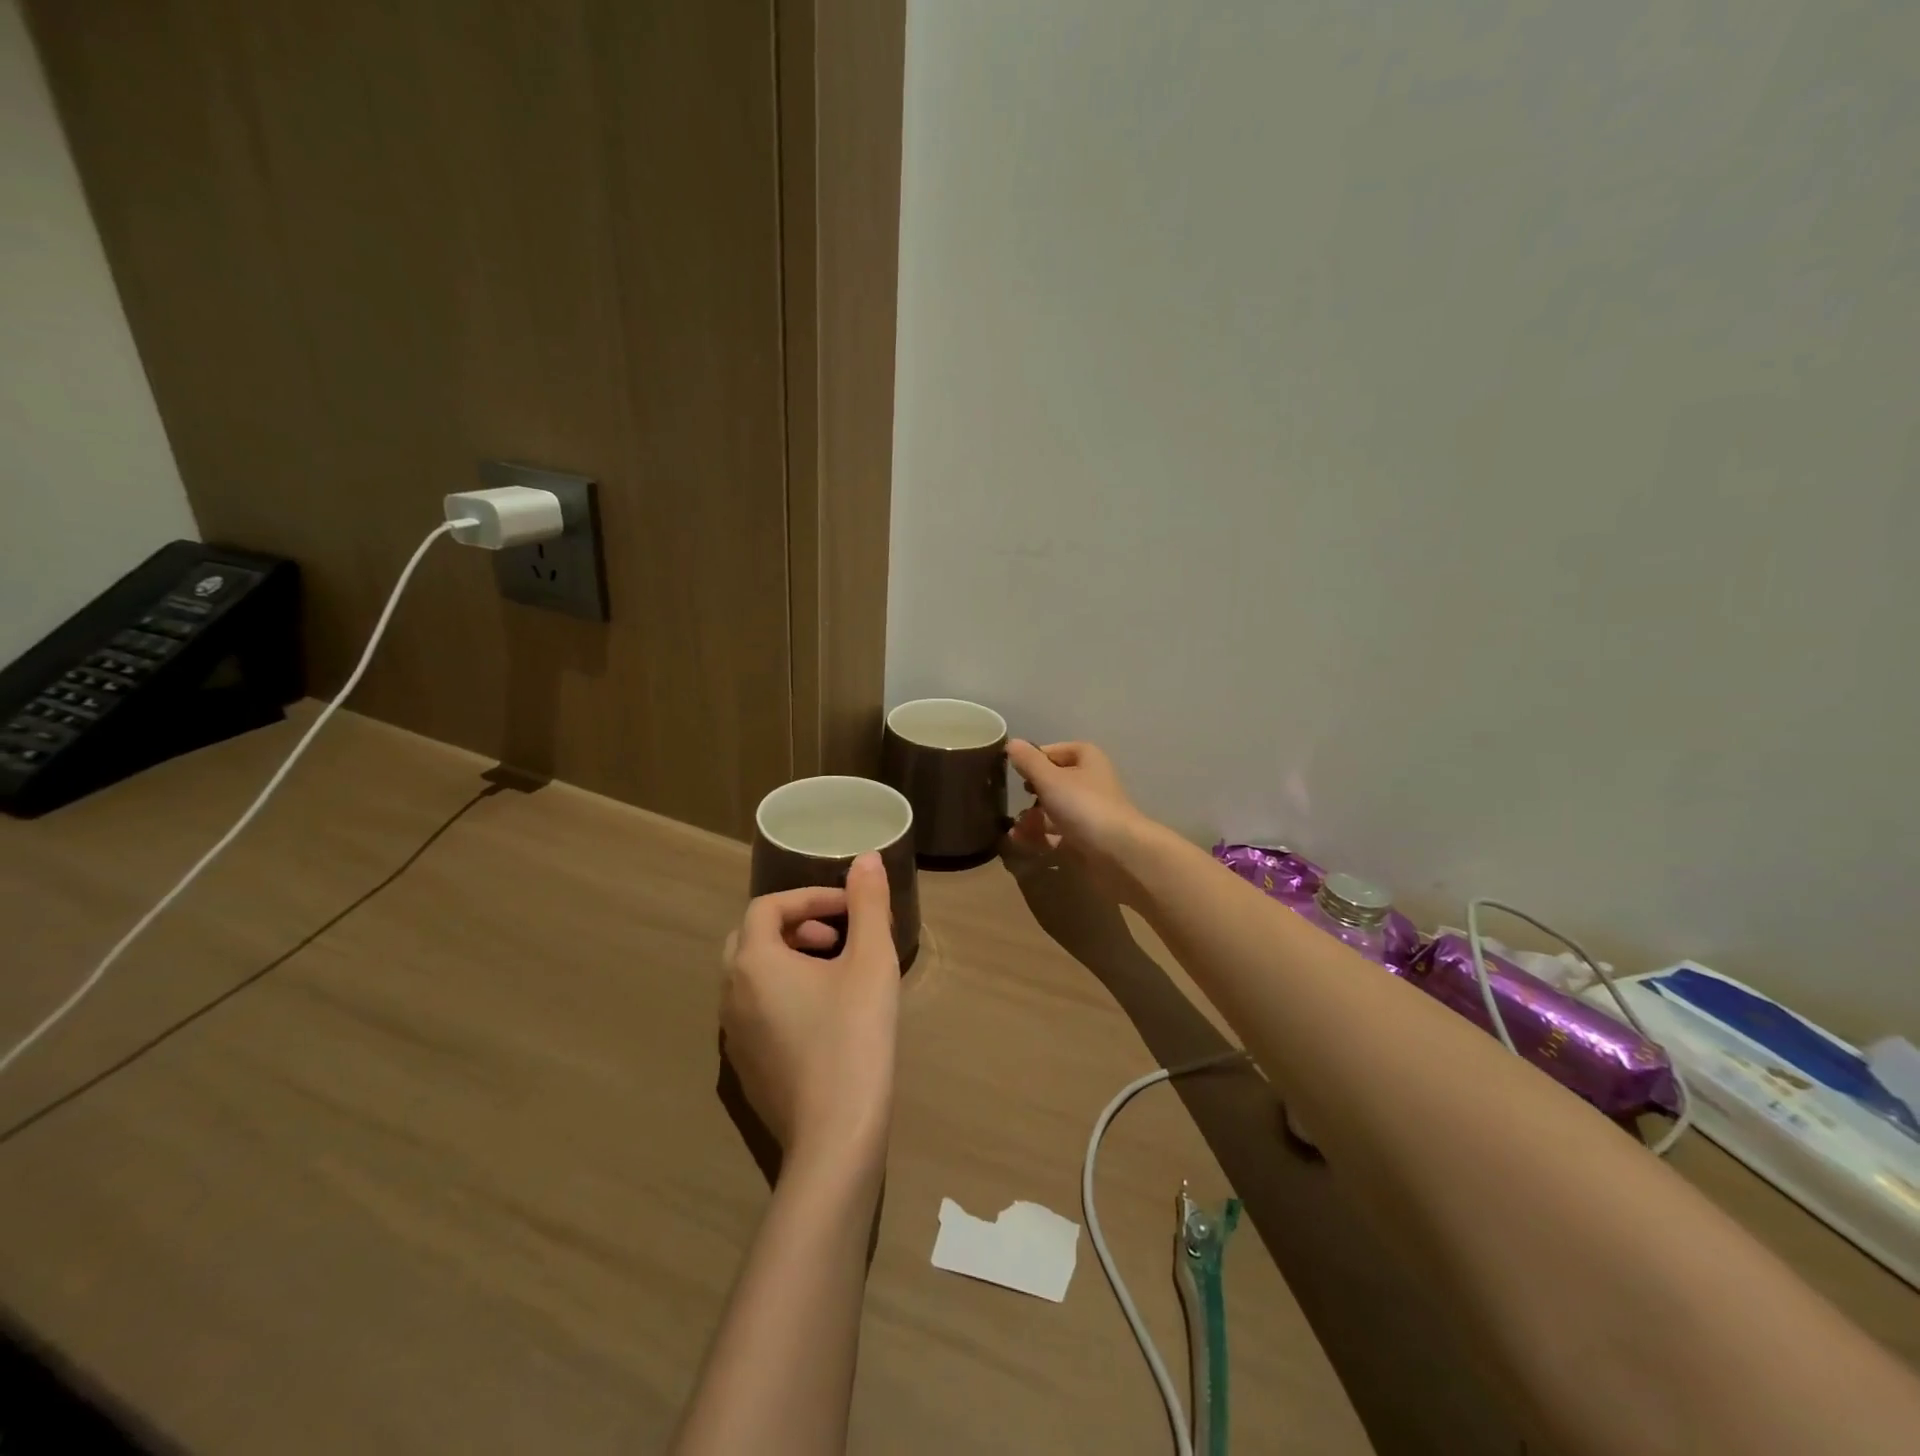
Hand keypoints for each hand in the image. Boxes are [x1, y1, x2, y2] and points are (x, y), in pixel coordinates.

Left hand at [721, 853, 900, 1169]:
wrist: (835, 1138)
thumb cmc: (855, 1037)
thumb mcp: (871, 962)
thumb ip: (868, 903)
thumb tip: (866, 857)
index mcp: (754, 962)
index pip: (769, 907)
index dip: (811, 898)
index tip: (851, 908)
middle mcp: (731, 993)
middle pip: (752, 938)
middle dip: (797, 927)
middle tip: (839, 938)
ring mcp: (733, 1035)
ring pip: (751, 976)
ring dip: (790, 959)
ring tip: (837, 973)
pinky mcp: (746, 1067)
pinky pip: (755, 1010)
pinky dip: (783, 994)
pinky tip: (825, 1017)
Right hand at [1006, 739, 1156, 900]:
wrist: (1118, 852)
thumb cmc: (1083, 806)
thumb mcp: (1050, 779)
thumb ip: (1028, 761)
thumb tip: (1012, 743)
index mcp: (1087, 759)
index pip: (1055, 751)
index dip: (1034, 759)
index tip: (1014, 771)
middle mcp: (1090, 781)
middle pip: (1054, 782)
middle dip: (1031, 793)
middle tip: (1012, 801)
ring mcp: (1089, 811)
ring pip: (1055, 809)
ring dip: (1032, 818)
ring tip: (1013, 830)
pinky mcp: (1087, 837)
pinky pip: (1058, 832)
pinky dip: (1040, 836)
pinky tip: (1021, 842)